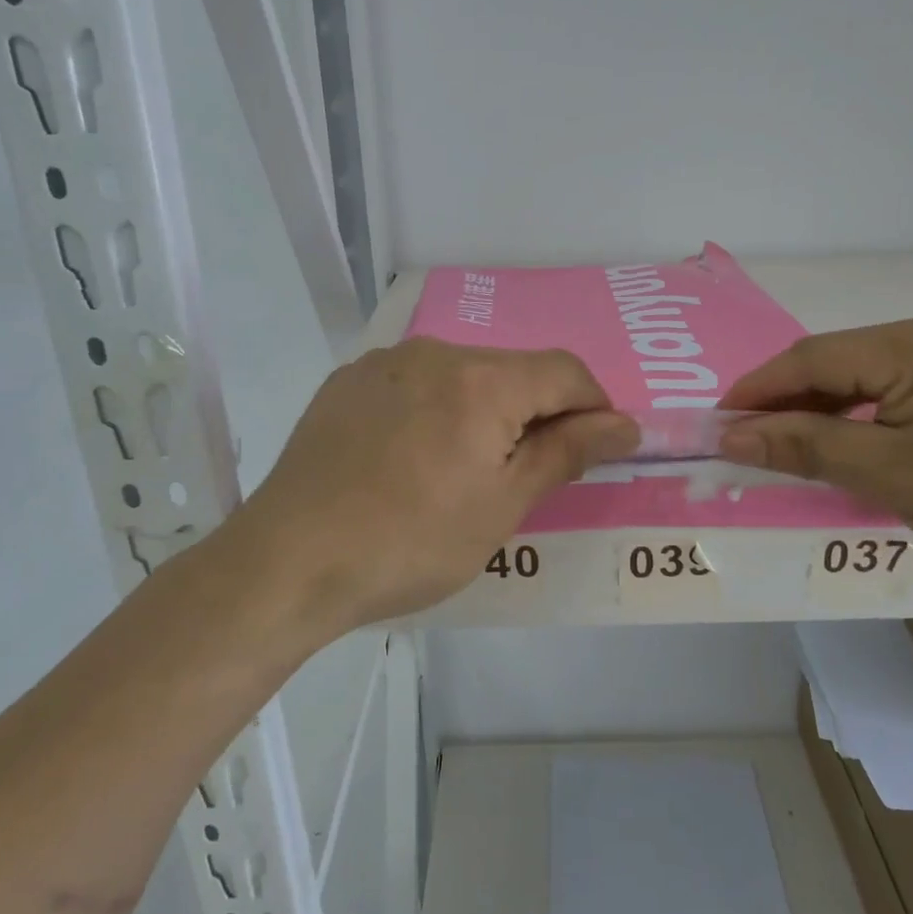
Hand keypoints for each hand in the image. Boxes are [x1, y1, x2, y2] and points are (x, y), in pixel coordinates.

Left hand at [236, 339, 636, 629]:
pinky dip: (434, 410)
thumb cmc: (410, 542)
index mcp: (481, 380)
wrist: (288, 561)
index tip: (592, 452)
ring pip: (461, 375)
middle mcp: (434, 352)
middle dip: (534, 413)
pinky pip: (413, 383)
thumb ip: (565, 453)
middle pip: (512, 370)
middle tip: (523, 476)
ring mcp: (384, 363)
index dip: (593, 407)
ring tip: (459, 472)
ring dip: (482, 411)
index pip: (565, 371)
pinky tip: (409, 458)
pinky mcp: (347, 382)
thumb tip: (624, 424)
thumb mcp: (501, 507)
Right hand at [718, 303, 912, 590]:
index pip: (815, 358)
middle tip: (758, 445)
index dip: (758, 390)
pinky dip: (882, 414)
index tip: (718, 425)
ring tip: (808, 451)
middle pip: (848, 361)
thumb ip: (808, 447)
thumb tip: (733, 435)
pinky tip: (872, 444)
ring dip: (839, 410)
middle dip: (797, 404)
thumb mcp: (896, 478)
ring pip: (882, 374)